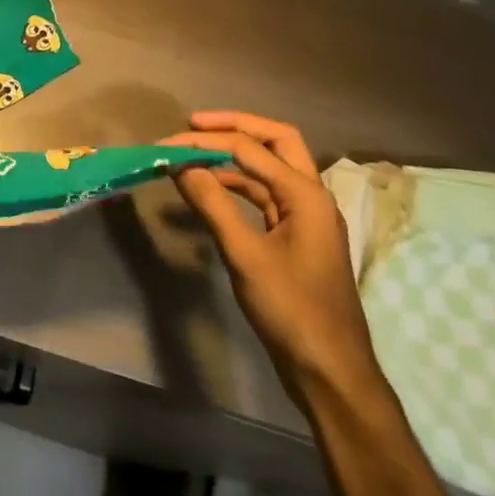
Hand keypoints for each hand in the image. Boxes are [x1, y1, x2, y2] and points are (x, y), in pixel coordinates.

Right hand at [162, 111, 384, 407]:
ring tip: (193, 153)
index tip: (165, 145)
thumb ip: (213, 205)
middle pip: (276, 141)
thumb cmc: (291, 310)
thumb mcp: (245, 256)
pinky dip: (236, 183)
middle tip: (193, 124)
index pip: (249, 149)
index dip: (204, 143)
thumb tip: (180, 165)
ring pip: (269, 167)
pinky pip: (264, 193)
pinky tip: (209, 187)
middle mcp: (311, 196)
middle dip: (235, 126)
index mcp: (306, 195)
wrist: (329, 371)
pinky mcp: (294, 234)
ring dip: (233, 155)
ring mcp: (305, 216)